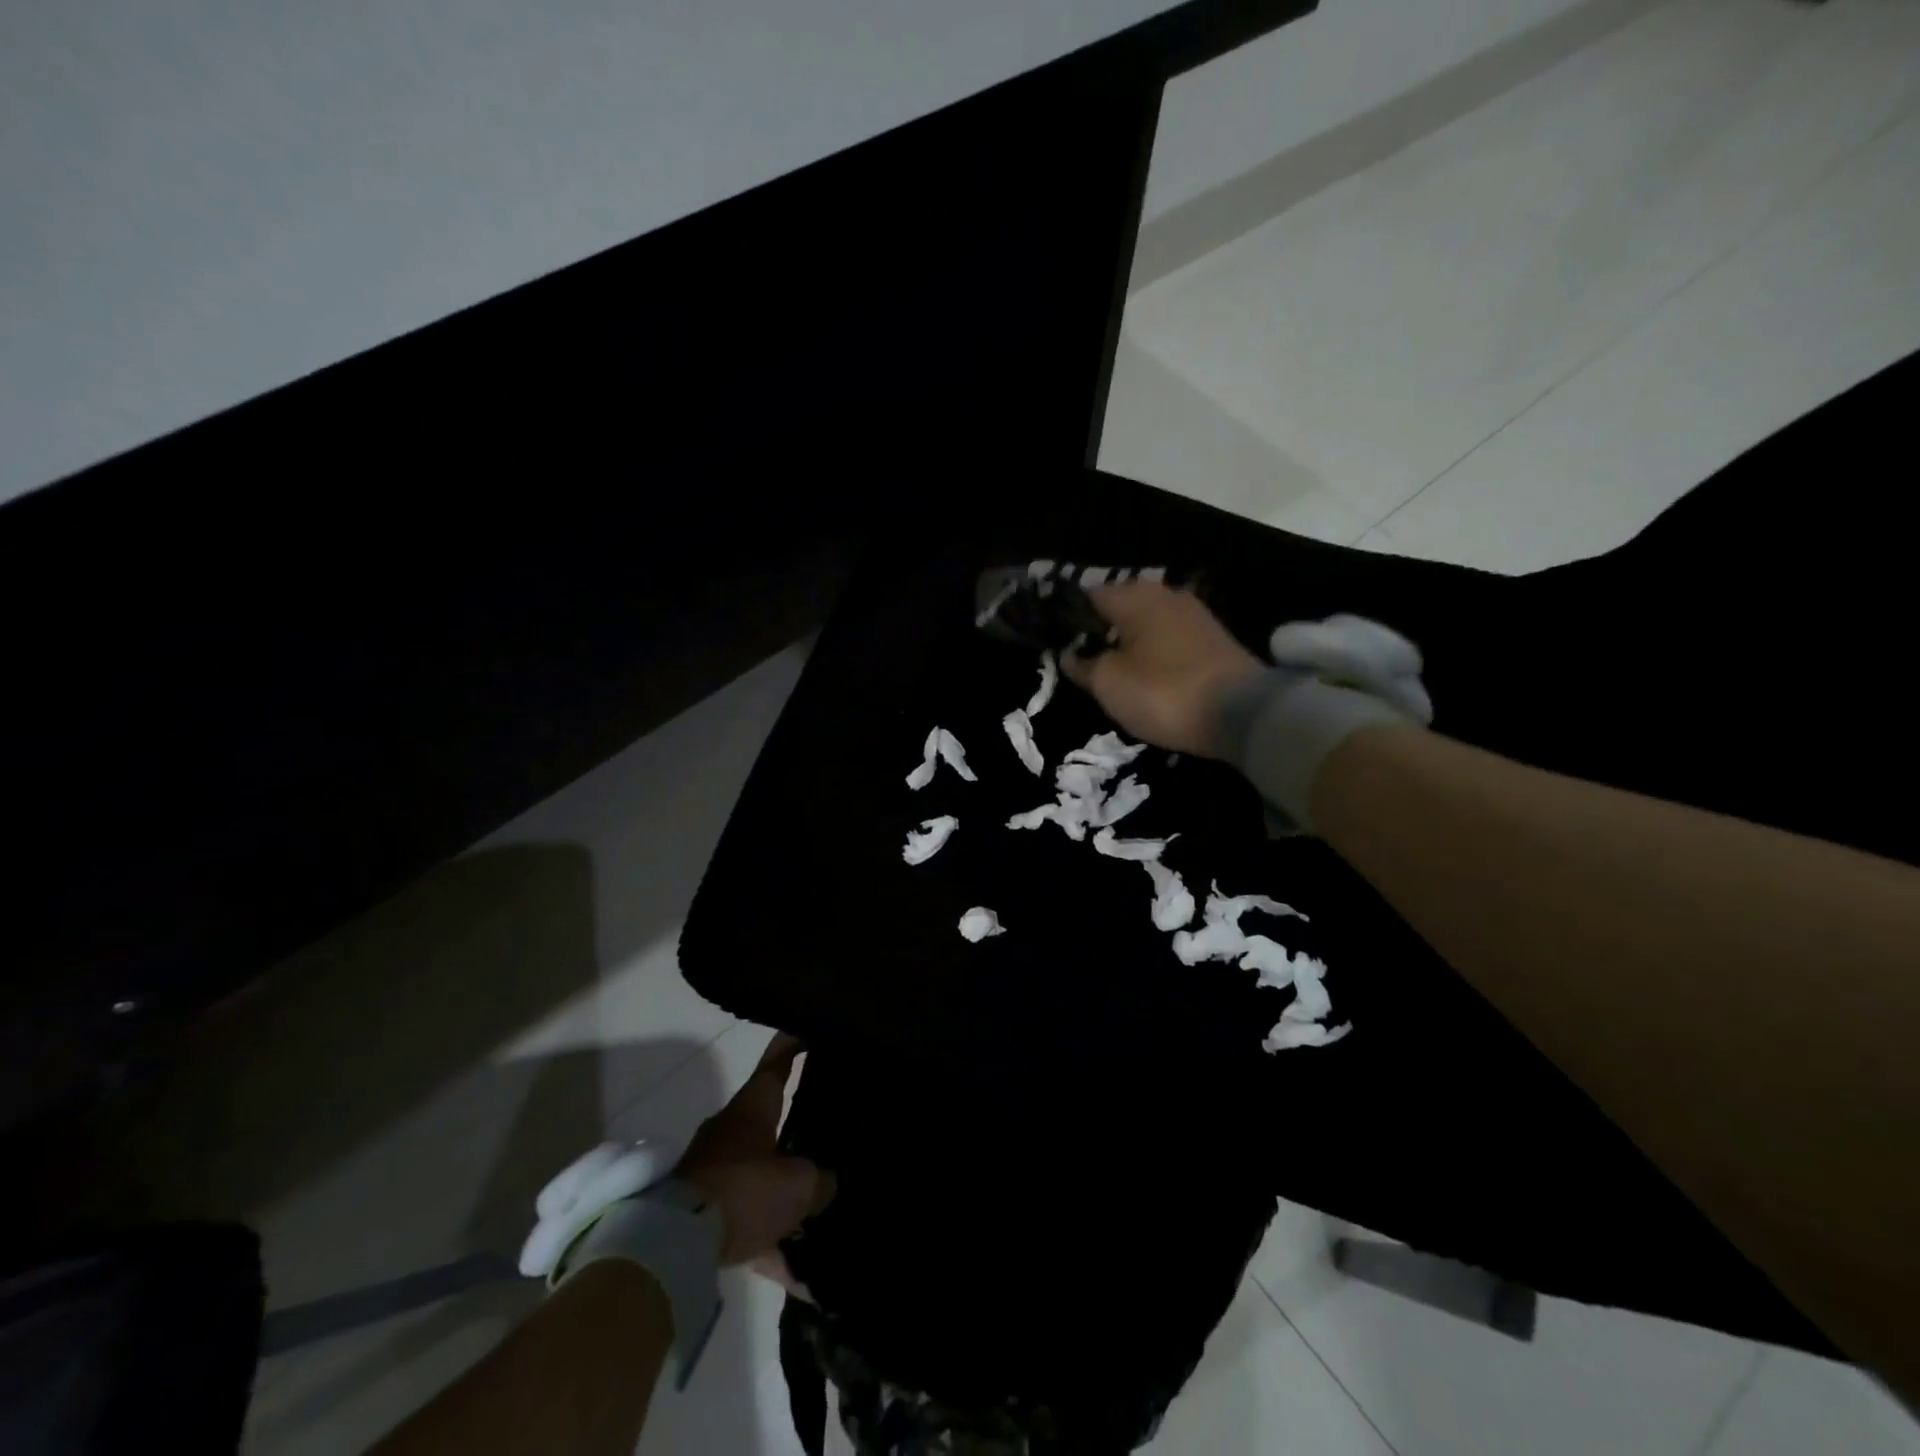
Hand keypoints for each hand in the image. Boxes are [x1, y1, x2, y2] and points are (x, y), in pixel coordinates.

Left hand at [674, 1034, 834, 1267]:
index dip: (794, 1043)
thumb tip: (825, 1184)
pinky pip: (747, 1225)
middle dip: (795, 1127)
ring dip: (785, 1195)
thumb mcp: (799, 1184)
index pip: (777, 1062)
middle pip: (769, 1121)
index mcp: (752, 1109)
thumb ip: (820, 1180)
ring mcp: (713, 1171)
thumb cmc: (743, 1190)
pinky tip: (800, 1279)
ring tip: (818, 1216)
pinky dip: (772, 1246)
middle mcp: (730, 1131)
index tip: (808, 1027)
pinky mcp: (701, 1214)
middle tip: (827, 1131)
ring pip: (760, 1176)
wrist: (673, 1245)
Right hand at [1061, 582, 1264, 755]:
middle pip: (1119, 608)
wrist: (1242, 714)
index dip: (1068, 619)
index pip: (1088, 596)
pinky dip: (1152, 652)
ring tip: (1108, 670)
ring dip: (1126, 642)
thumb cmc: (1163, 691)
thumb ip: (1083, 665)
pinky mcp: (1212, 640)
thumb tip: (1068, 654)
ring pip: (1145, 624)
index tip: (1053, 641)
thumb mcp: (1109, 683)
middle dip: (1098, 630)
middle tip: (1079, 659)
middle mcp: (1165, 595)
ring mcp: (1194, 615)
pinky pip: (1167, 640)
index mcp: (1135, 596)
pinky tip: (1143, 673)